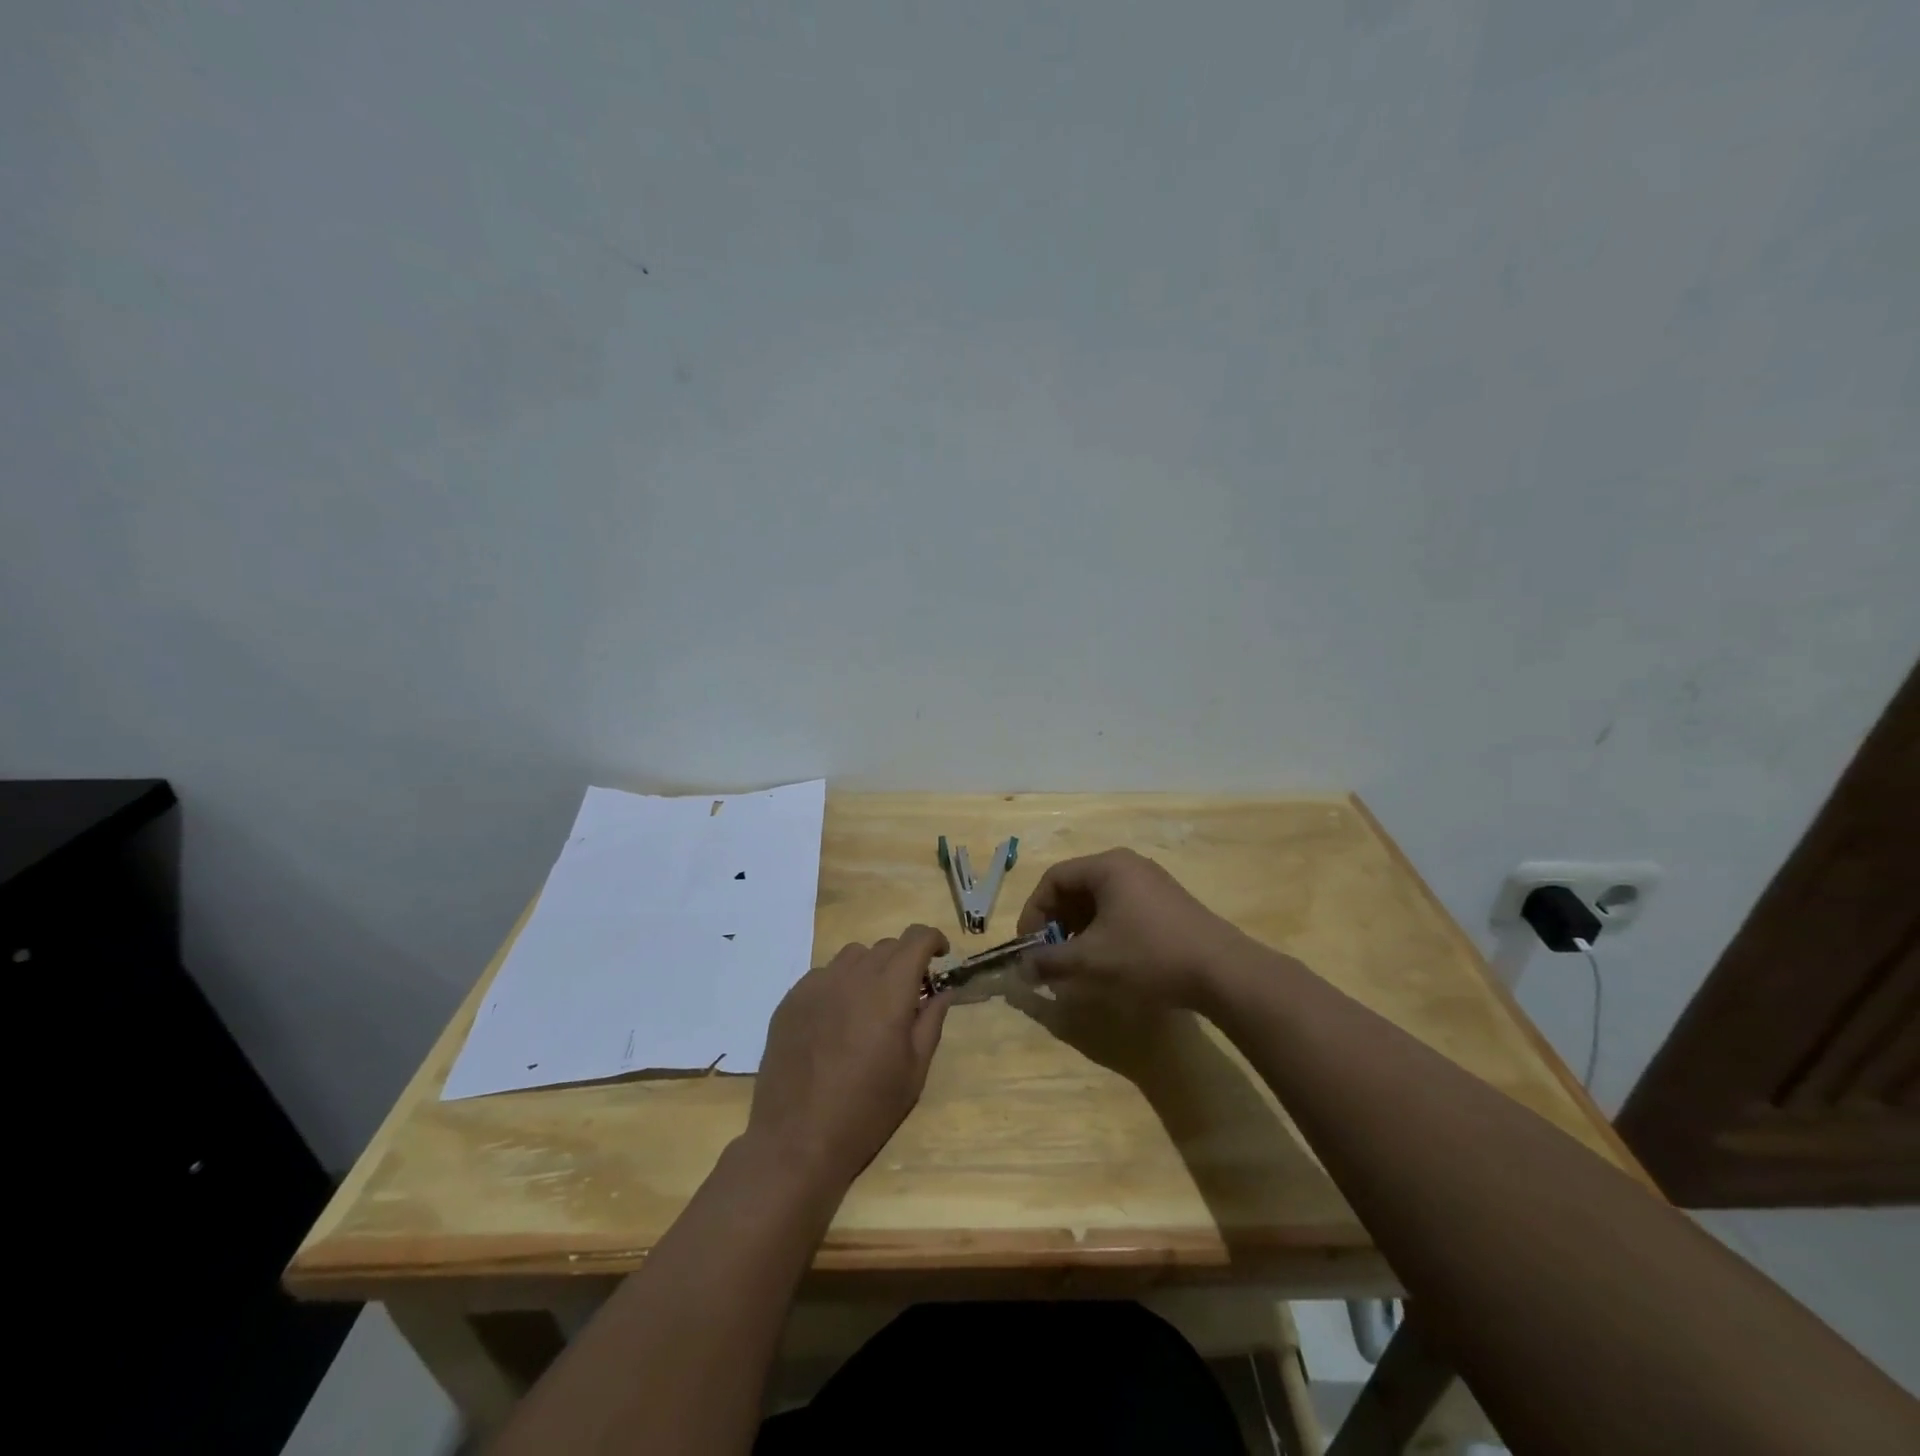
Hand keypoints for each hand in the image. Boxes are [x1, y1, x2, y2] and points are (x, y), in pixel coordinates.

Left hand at [744, 926, 951, 1194]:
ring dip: (871, 969)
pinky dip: (840, 985)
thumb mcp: (914, 1071)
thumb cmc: (867, 1111)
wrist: (796, 1140)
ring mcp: (817, 985)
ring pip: (853, 956)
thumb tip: (942, 991)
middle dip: (904, 960)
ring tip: (871, 1005)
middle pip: (886, 946)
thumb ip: (931, 1022)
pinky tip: (837, 1021)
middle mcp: (853, 976)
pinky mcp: (791, 999)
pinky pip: (823, 975)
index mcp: (889, 991)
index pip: (916, 938)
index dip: (933, 939)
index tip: (940, 956)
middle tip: (908, 994)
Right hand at [1016, 848, 1254, 1009]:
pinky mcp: (1167, 903)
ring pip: (1099, 900)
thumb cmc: (1148, 956)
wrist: (1222, 971)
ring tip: (1075, 962)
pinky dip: (1104, 930)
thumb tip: (1022, 967)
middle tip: (1050, 956)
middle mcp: (1128, 865)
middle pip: (1076, 887)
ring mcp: (1151, 882)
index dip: (1034, 912)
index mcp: (1107, 867)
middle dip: (1057, 923)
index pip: (1054, 879)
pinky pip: (1121, 909)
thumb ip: (1050, 961)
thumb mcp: (1091, 960)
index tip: (1028, 946)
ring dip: (1079, 929)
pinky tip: (1107, 960)